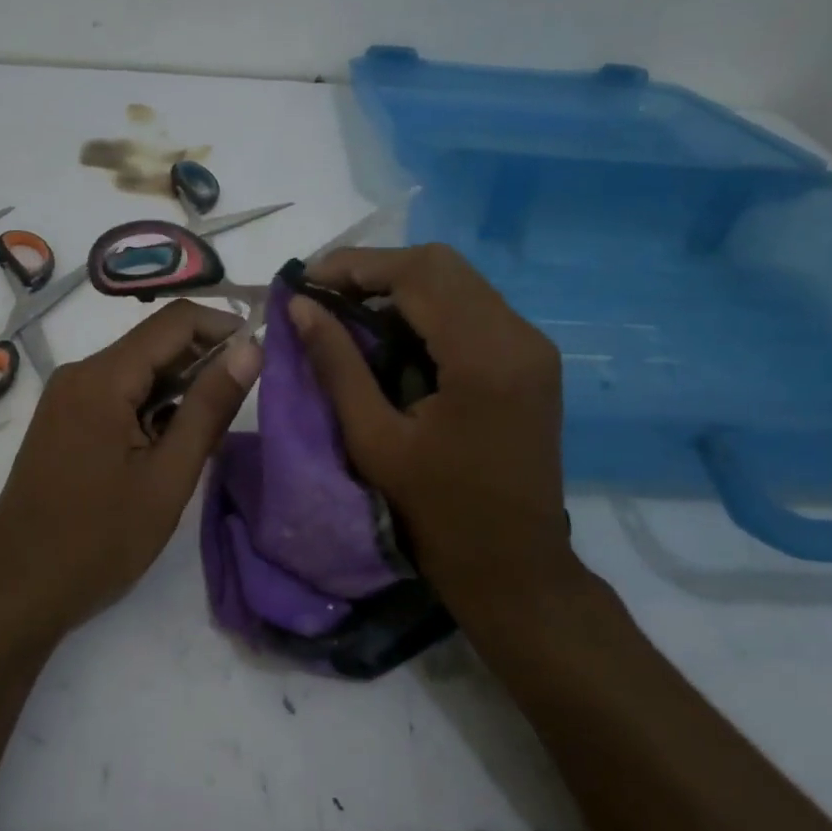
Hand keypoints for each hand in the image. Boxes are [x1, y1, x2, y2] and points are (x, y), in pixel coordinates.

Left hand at [0, 301, 262, 644]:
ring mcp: (67, 396)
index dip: (224, 328)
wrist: (16, 590)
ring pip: (138, 370)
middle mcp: (80, 373)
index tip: (261, 357)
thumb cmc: (98, 540)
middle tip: (243, 403)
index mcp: (102, 378)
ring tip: (210, 432)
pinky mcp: (64, 420)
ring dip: (179, 388)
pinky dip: (151, 407)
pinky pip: (117, 393)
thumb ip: (209, 408)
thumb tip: (250, 350)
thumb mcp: (168, 476)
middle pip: (155, 342)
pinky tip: (170, 444)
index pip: (175, 321)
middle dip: (204, 361)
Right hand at [288, 244, 575, 607]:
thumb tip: (299, 306)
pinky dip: (426, 308)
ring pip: (458, 281)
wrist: (514, 566)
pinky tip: (390, 334)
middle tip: (323, 295)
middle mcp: (519, 335)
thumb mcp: (373, 439)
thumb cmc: (437, 513)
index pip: (417, 274)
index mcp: (484, 357)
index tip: (305, 280)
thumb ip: (336, 364)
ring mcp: (532, 345)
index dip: (355, 265)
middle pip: (441, 264)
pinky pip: (472, 307)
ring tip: (347, 311)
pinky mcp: (531, 358)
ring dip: (400, 286)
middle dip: (375, 270)